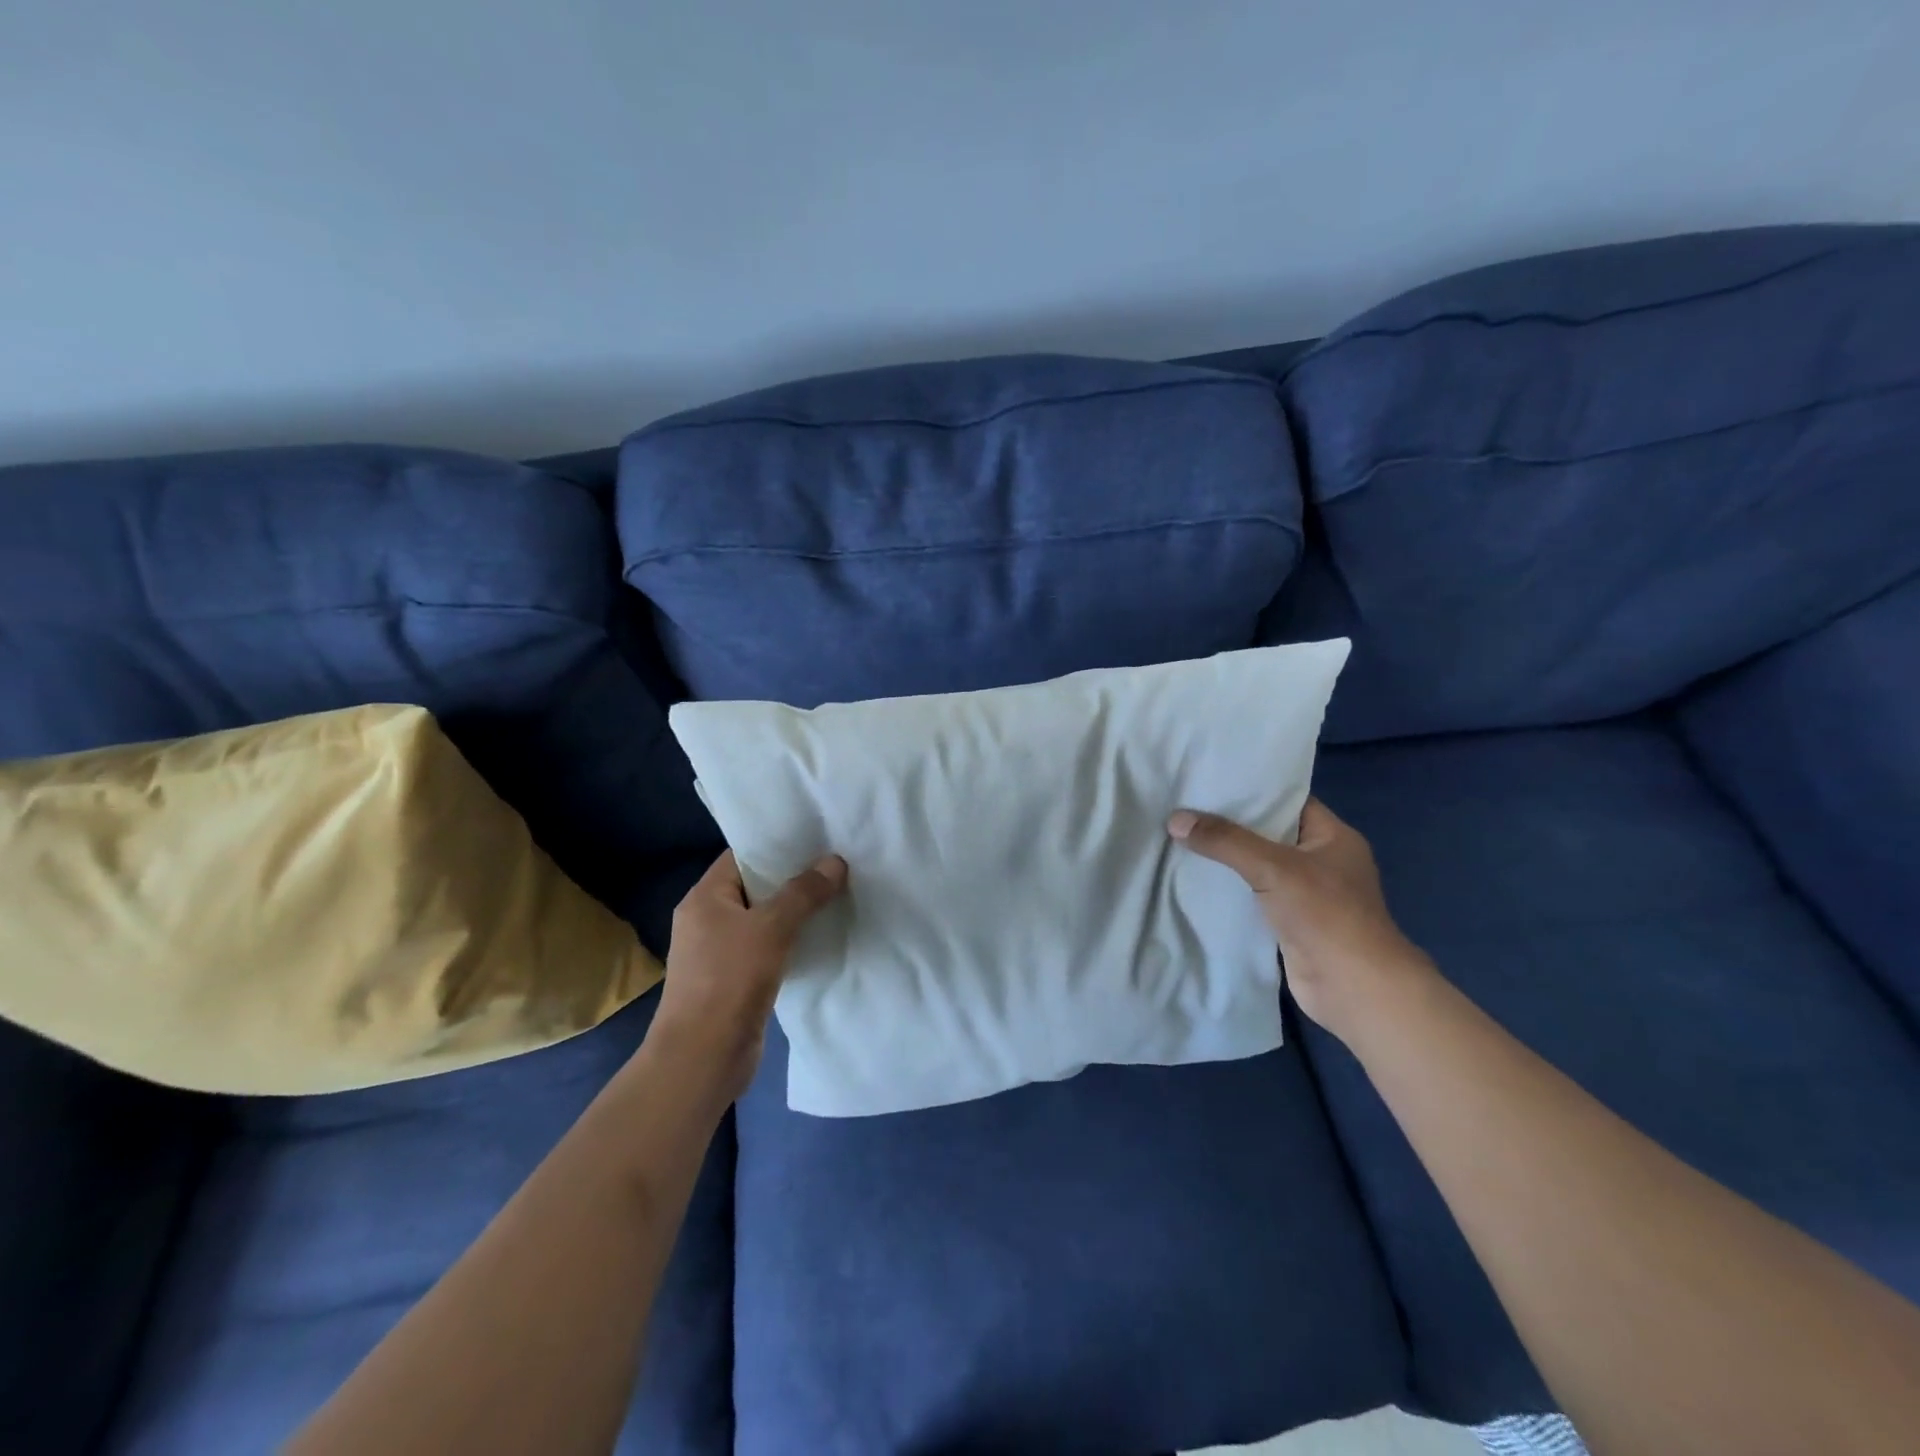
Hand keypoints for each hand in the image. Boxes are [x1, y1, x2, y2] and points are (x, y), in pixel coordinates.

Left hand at [651, 849, 847, 1100]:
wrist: (702, 1058)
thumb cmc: (730, 980)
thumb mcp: (771, 928)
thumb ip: (804, 893)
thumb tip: (835, 861)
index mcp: (705, 898)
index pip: (741, 856)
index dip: (777, 846)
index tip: (816, 838)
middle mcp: (708, 920)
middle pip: (756, 887)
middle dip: (794, 878)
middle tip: (836, 864)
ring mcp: (720, 952)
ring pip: (764, 920)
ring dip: (795, 912)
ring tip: (837, 895)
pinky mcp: (735, 980)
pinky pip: (767, 949)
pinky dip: (791, 941)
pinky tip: (822, 937)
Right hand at [1167, 798, 1430, 1042]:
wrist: (1354, 988)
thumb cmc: (1325, 914)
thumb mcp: (1273, 867)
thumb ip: (1225, 841)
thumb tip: (1175, 819)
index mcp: (1333, 836)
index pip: (1288, 800)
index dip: (1251, 789)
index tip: (1210, 779)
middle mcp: (1322, 860)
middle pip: (1269, 832)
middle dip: (1230, 823)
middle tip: (1185, 804)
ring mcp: (1307, 894)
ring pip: (1259, 865)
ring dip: (1227, 858)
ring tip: (1181, 835)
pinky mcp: (1291, 922)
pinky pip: (1254, 895)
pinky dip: (1230, 888)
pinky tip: (1196, 877)